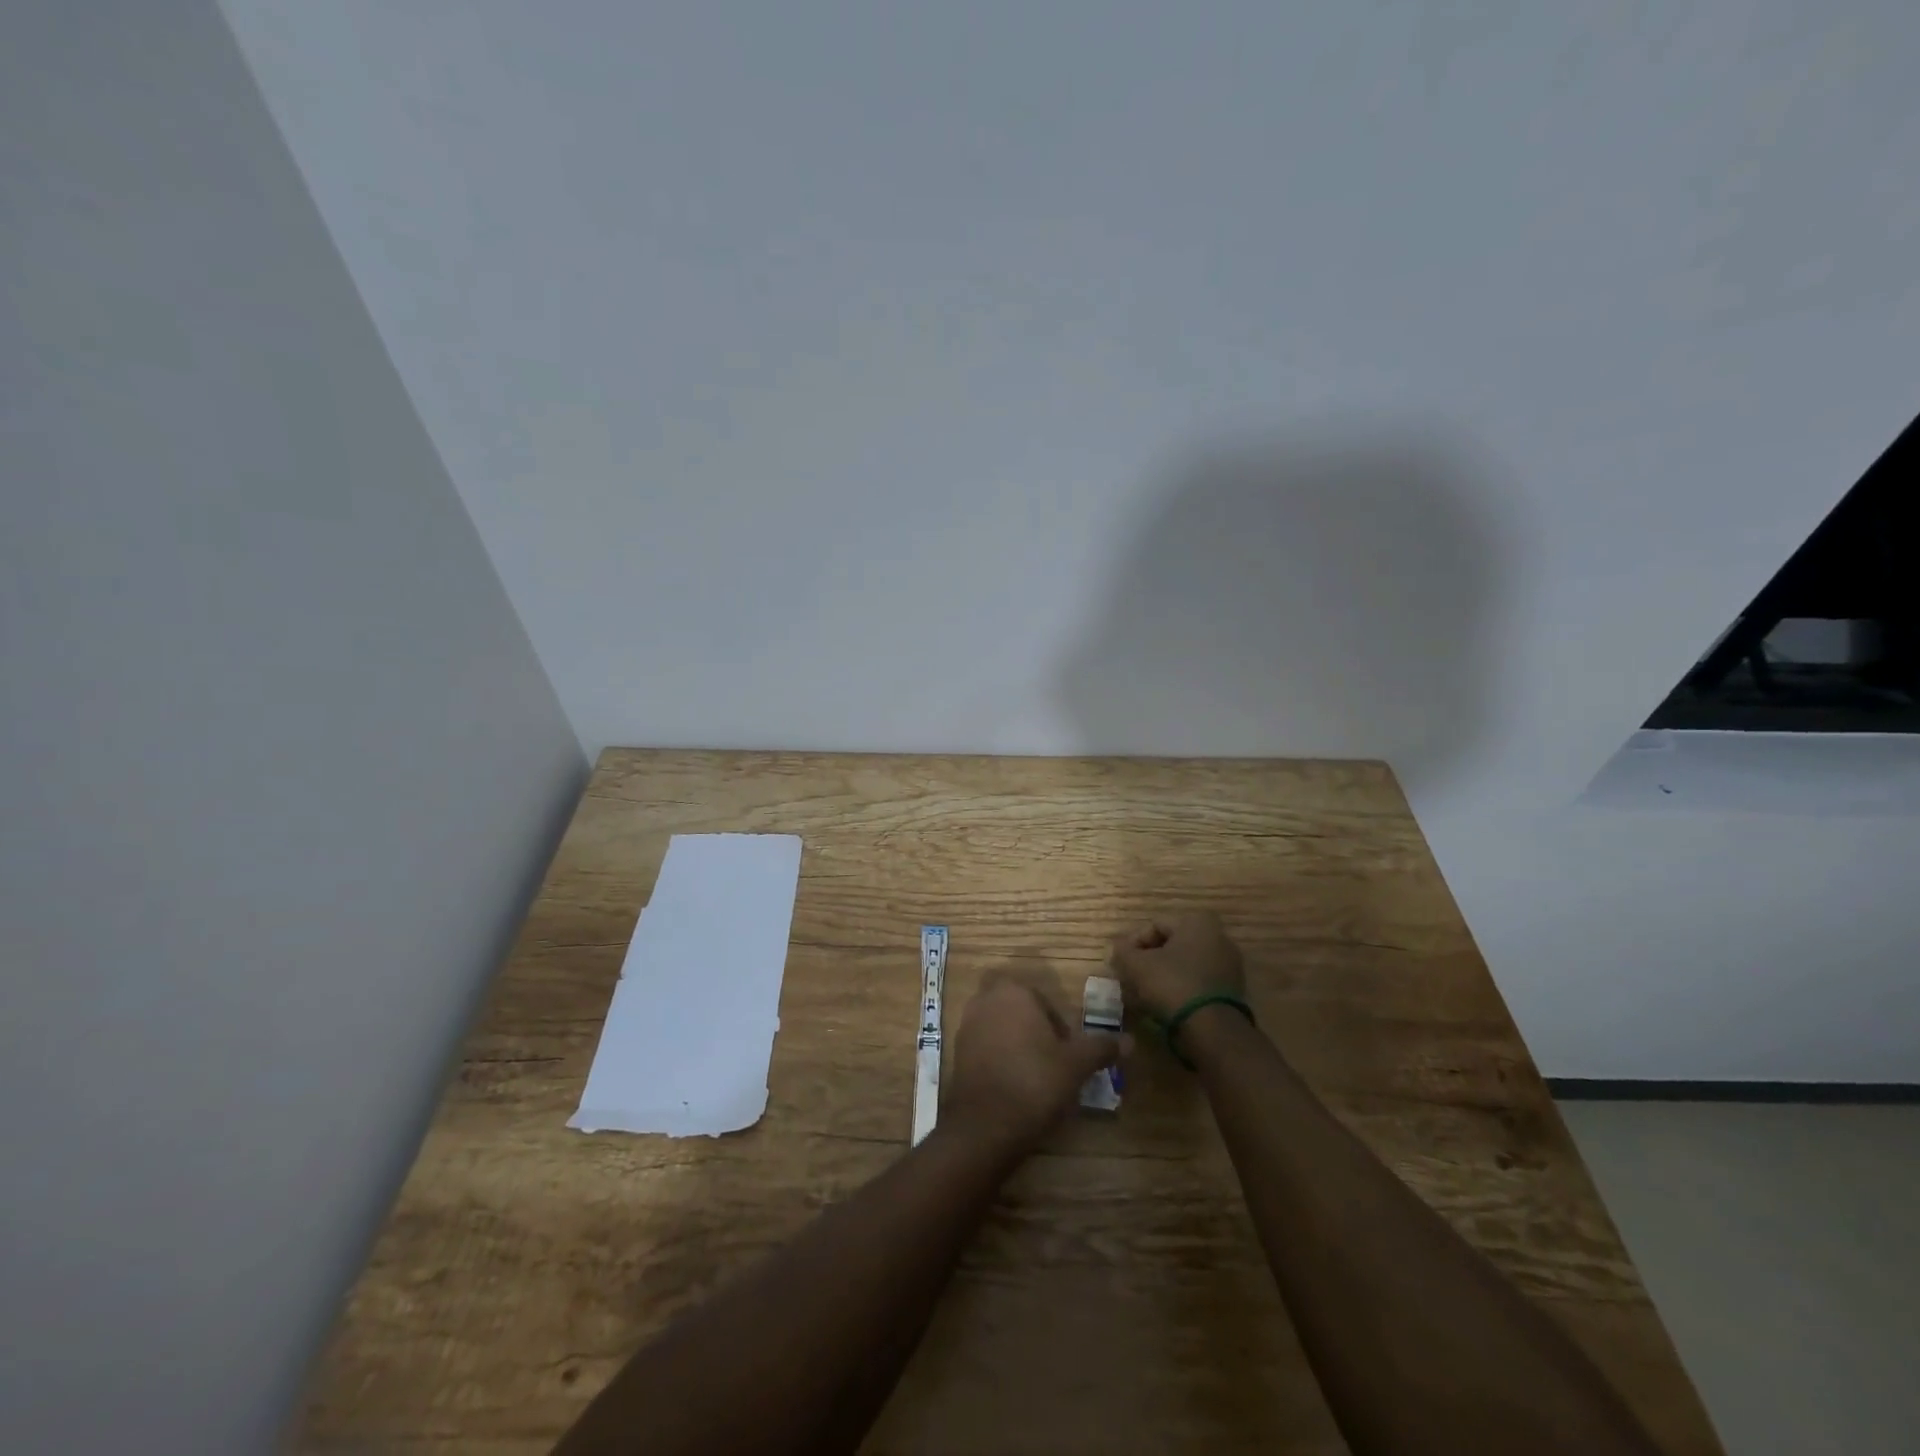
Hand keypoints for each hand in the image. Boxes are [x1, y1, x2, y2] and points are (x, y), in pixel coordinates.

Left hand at [945, 977, 1123, 1152]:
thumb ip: (1101, 1047)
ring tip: (1035, 1078)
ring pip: (1001, 1028)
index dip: (1059, 1027)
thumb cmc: (1035, 1081)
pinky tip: (1014, 1087)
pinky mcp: (956, 1052)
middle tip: (1052, 1063)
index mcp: (1014, 991)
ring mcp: (967, 1025)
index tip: (1067, 1053)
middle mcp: (986, 1000)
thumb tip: (1131, 1041)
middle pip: (1020, 1012)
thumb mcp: (1076, 1065)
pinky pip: (985, 1047)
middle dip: (1035, 1031)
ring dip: (1017, 1045)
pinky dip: (1000, 1060)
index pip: (1044, 1001)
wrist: (985, 1124)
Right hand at [1110, 911, 1245, 1021]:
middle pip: (1170, 947)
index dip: (1132, 945)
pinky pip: (1197, 984)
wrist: (1213, 1030)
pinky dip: (1179, 991)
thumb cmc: (1172, 984)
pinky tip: (1162, 1006)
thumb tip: (1119, 949)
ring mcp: (1228, 965)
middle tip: (1130, 979)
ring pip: (1183, 967)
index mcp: (1197, 922)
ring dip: (1162, 977)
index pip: (1154, 926)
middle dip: (1148, 962)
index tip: (1120, 964)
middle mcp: (1218, 937)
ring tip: (1142, 996)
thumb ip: (1123, 952)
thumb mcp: (1136, 965)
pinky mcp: (1232, 991)